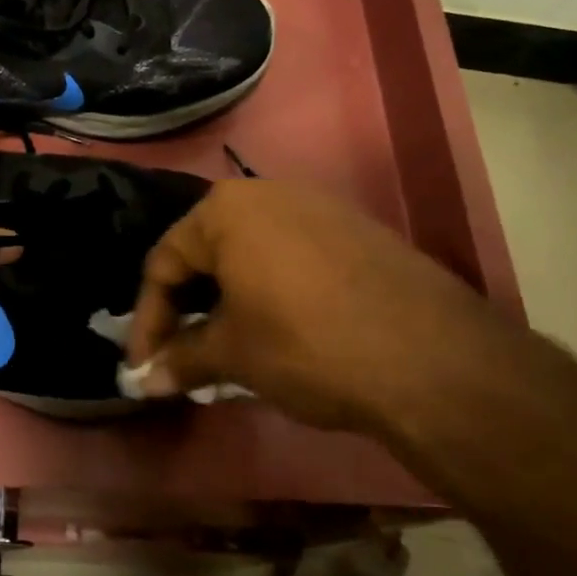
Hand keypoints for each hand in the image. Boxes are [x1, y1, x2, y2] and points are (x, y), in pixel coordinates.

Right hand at [125, 180, 521, 442]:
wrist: (432, 359)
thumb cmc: (306, 345)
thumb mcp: (233, 355)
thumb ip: (181, 360)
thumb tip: (143, 382)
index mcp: (226, 210)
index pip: (164, 262)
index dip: (148, 320)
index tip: (145, 365)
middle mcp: (269, 193)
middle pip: (206, 252)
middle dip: (187, 307)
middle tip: (181, 354)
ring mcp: (320, 207)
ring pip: (251, 253)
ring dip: (228, 300)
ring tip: (227, 347)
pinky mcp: (358, 231)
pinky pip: (293, 256)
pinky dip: (271, 290)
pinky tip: (280, 330)